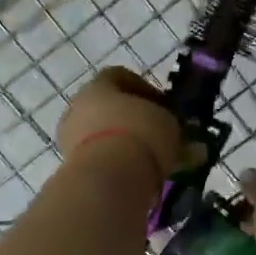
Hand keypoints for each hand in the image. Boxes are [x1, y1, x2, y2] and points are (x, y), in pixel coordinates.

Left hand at [56, 67, 181, 186]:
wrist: (108, 177)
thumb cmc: (141, 135)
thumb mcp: (169, 124)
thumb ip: (172, 125)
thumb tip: (185, 139)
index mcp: (98, 85)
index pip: (120, 76)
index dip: (145, 89)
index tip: (164, 106)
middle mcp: (78, 106)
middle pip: (109, 107)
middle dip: (134, 120)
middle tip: (158, 135)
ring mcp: (70, 137)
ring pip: (102, 136)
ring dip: (124, 145)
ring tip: (151, 162)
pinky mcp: (70, 165)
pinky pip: (98, 159)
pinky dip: (116, 165)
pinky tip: (137, 176)